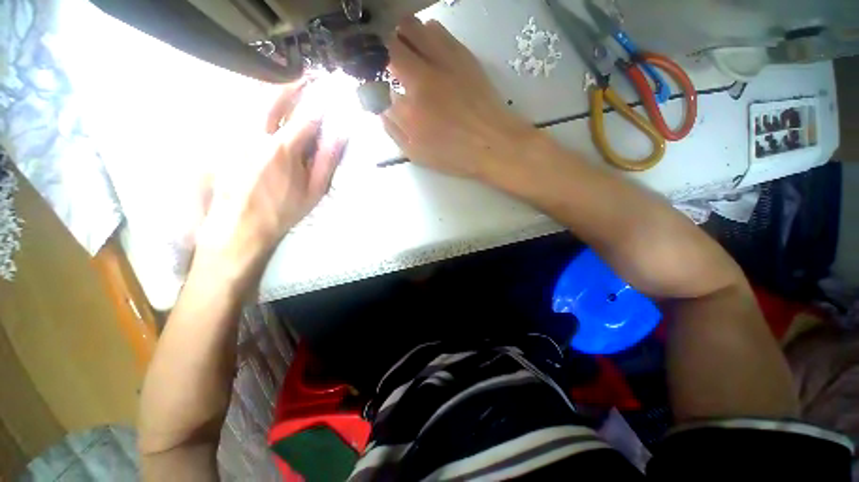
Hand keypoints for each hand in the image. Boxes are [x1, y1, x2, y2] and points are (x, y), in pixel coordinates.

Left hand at [192, 78, 346, 285]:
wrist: (241, 225)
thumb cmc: (284, 210)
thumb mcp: (314, 190)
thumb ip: (328, 159)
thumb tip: (341, 133)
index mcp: (284, 148)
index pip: (307, 115)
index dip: (321, 100)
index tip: (331, 89)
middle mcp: (257, 133)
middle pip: (275, 98)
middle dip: (294, 83)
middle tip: (307, 75)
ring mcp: (237, 134)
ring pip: (253, 100)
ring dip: (273, 88)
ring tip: (288, 82)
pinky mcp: (225, 140)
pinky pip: (240, 112)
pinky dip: (255, 102)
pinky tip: (263, 102)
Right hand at [382, 17, 536, 178]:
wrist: (493, 143)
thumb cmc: (455, 155)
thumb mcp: (417, 155)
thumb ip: (393, 130)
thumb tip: (380, 107)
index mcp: (408, 111)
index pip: (377, 85)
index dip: (372, 83)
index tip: (375, 86)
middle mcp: (420, 80)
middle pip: (387, 46)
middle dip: (380, 52)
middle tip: (386, 63)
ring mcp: (441, 63)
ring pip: (409, 28)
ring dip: (401, 38)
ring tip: (406, 53)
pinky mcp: (460, 54)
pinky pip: (435, 29)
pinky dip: (424, 35)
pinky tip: (428, 50)